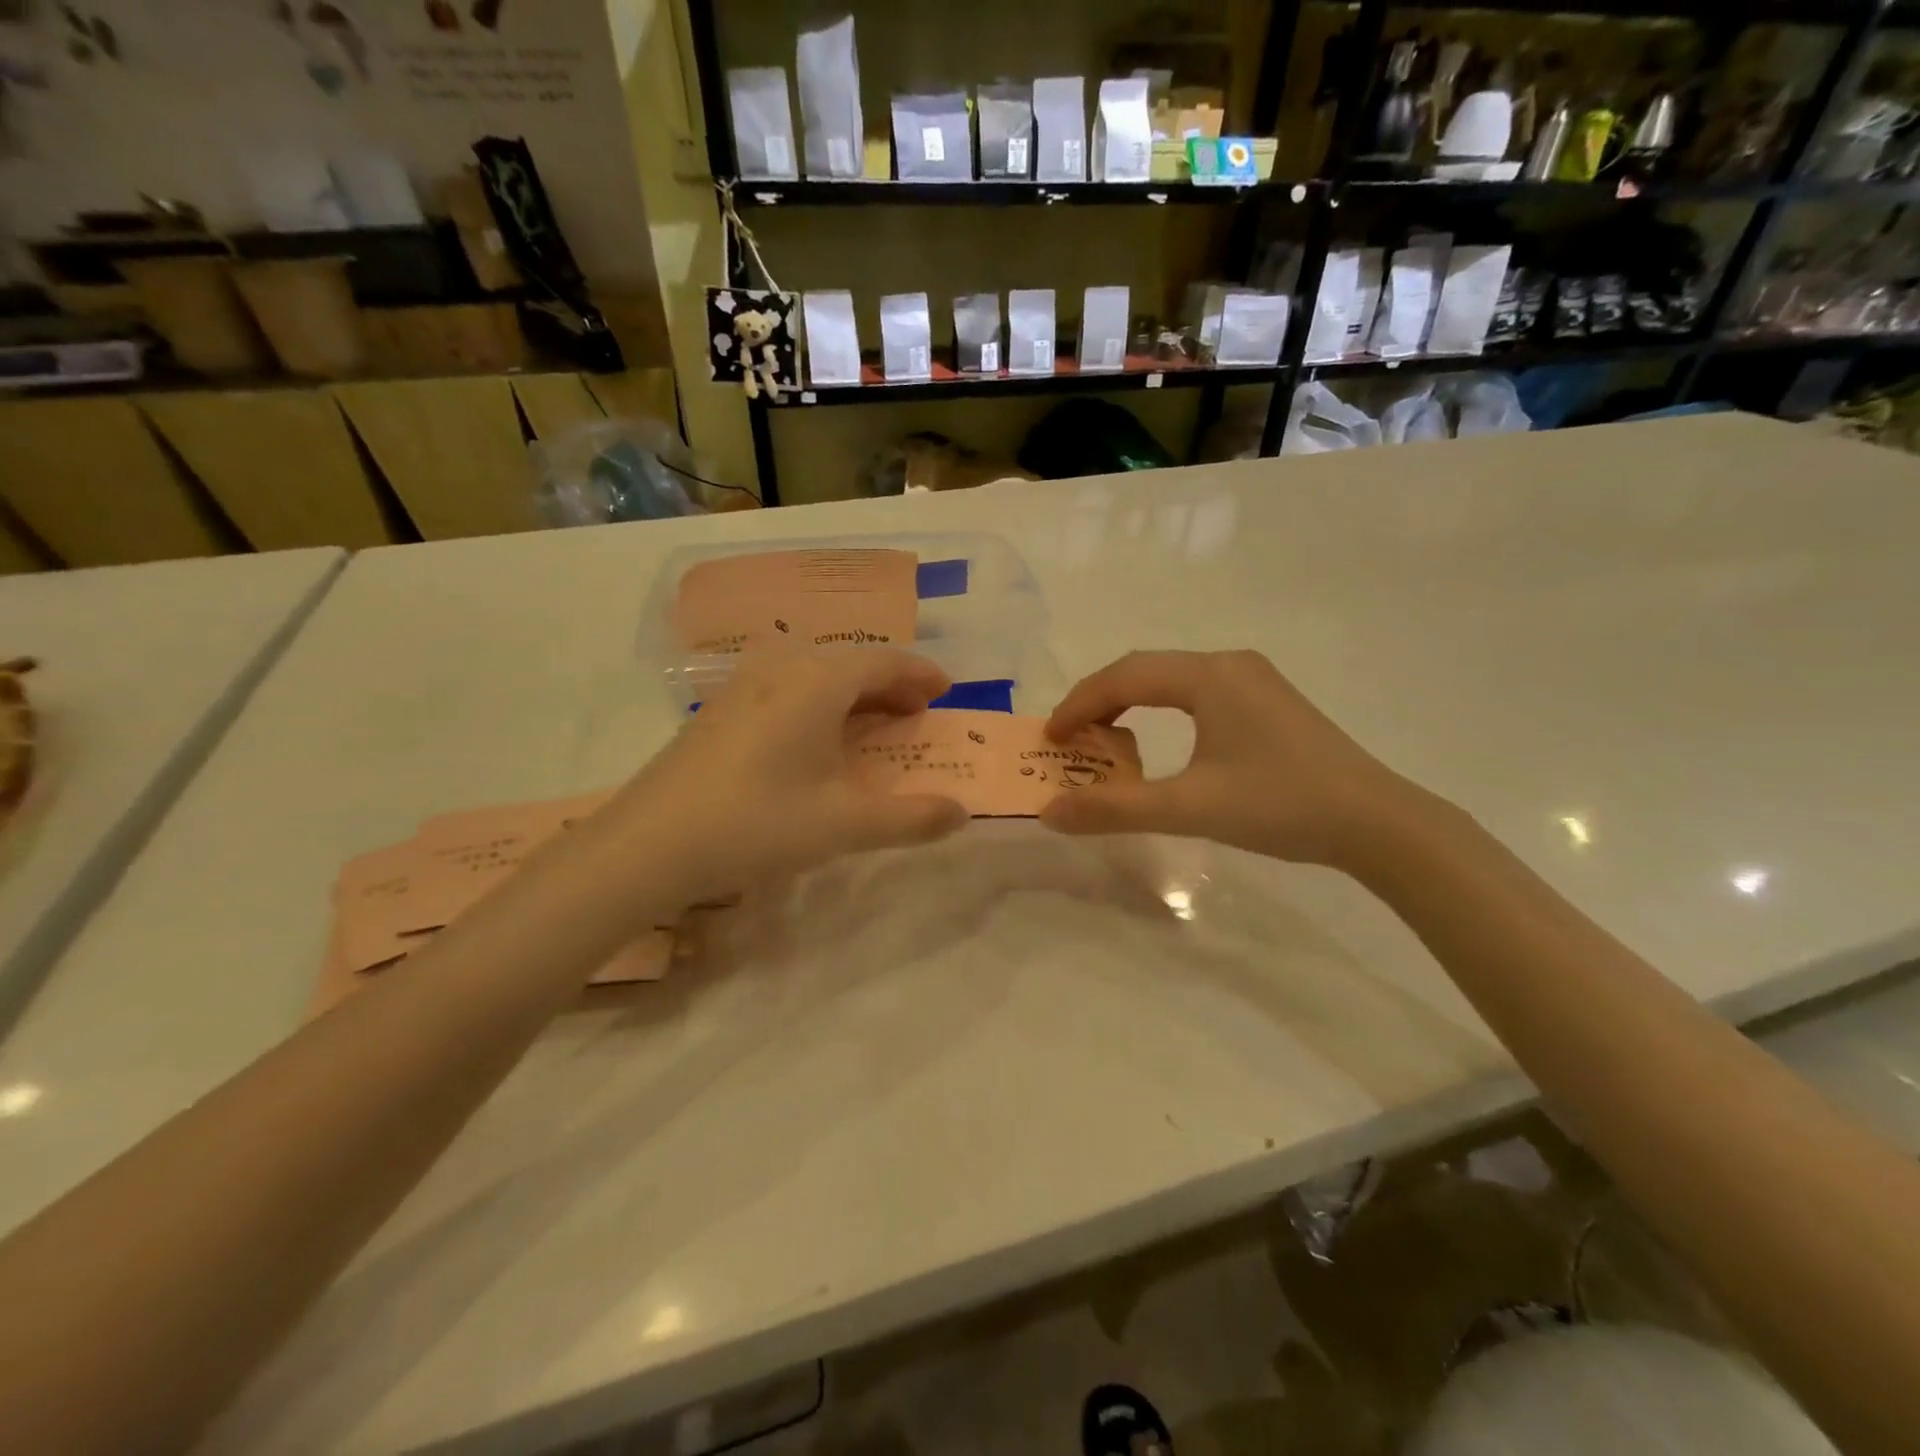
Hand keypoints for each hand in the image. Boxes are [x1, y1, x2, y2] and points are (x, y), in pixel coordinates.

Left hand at [595, 648, 967, 905]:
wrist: (649, 844)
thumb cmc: (758, 823)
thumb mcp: (844, 825)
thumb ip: (910, 819)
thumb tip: (961, 813)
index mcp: (818, 683)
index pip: (884, 662)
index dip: (920, 674)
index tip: (945, 690)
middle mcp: (781, 669)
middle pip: (849, 662)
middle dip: (889, 684)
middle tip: (914, 713)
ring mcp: (742, 686)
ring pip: (813, 673)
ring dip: (851, 693)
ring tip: (869, 724)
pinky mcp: (718, 709)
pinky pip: (784, 688)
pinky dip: (816, 702)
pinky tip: (811, 738)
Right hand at [1039, 650, 1416, 869]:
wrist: (1376, 822)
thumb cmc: (1280, 805)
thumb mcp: (1190, 808)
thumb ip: (1116, 809)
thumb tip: (1050, 814)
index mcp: (1209, 676)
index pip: (1124, 676)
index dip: (1079, 704)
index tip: (1049, 739)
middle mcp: (1229, 664)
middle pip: (1145, 670)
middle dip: (1100, 701)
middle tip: (1070, 739)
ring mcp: (1253, 680)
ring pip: (1171, 680)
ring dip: (1131, 704)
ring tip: (1106, 741)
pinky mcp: (1268, 701)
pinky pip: (1197, 693)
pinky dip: (1162, 711)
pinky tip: (1161, 742)